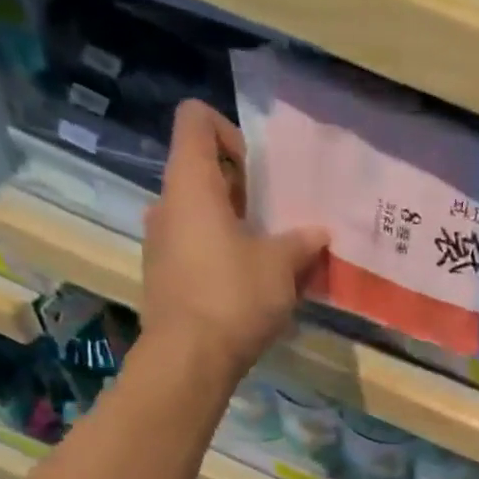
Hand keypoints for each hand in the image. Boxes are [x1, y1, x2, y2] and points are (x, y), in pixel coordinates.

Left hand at [139, 100, 328, 379]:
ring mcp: (161, 242)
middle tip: (277, 221)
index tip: (260, 173)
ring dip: (235, 228)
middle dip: (243, 190)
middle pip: (202, 172)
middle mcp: (167, 204)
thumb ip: (301, 243)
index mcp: (191, 183)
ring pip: (200, 216)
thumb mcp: (280, 267)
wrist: (189, 359)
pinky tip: (250, 289)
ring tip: (271, 260)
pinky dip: (222, 256)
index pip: (196, 120)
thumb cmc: (234, 296)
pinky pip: (196, 250)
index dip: (229, 132)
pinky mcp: (165, 277)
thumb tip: (318, 234)